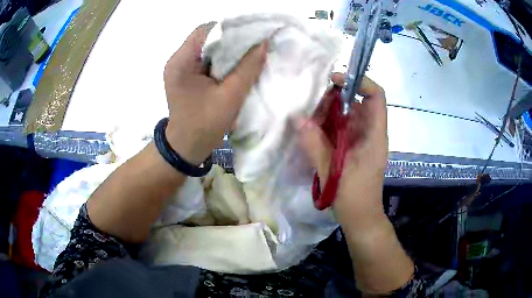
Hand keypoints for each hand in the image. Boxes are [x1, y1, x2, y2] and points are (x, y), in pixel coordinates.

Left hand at [163, 26, 267, 164]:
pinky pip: (206, 59)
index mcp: (181, 62)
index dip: (230, 29)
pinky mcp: (186, 75)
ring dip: (227, 50)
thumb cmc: (205, 125)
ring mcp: (180, 67)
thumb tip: (264, 44)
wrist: (187, 147)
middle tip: (253, 44)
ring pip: (208, 48)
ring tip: (247, 54)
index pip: (206, 31)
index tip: (251, 35)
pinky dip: (222, 60)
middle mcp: (177, 60)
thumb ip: (248, 68)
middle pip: (206, 38)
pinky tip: (235, 65)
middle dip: (231, 39)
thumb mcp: (230, 96)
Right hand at [296, 74, 387, 229]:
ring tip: (309, 123)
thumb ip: (314, 145)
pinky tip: (313, 134)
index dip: (359, 82)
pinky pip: (343, 129)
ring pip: (348, 116)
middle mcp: (371, 133)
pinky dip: (329, 127)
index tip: (335, 80)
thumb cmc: (353, 198)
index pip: (376, 96)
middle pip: (357, 103)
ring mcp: (363, 141)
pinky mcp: (355, 148)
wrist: (361, 218)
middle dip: (335, 101)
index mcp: (374, 135)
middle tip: (313, 110)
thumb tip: (297, 119)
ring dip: (329, 115)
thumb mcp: (332, 171)